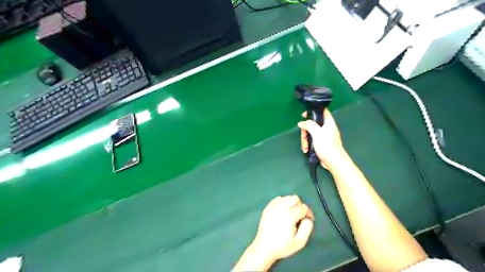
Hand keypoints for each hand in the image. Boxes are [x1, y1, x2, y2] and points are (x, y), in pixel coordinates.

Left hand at [234, 194, 314, 270]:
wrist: (264, 248)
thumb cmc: (282, 246)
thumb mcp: (300, 242)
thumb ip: (307, 227)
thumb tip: (308, 218)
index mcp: (289, 216)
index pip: (303, 207)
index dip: (309, 213)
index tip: (309, 220)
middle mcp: (280, 207)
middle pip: (295, 198)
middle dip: (300, 206)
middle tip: (300, 216)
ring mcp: (272, 206)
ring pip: (286, 197)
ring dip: (292, 203)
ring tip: (292, 214)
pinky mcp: (267, 207)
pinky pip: (278, 199)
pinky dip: (283, 202)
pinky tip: (283, 212)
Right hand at [296, 109, 344, 167]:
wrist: (334, 161)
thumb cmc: (327, 145)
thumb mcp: (316, 133)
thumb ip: (309, 125)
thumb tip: (301, 123)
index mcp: (328, 122)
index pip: (322, 111)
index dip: (313, 110)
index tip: (304, 115)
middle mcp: (327, 128)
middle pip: (313, 124)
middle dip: (306, 131)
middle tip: (303, 136)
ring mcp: (324, 136)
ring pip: (311, 133)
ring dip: (306, 140)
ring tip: (305, 147)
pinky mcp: (322, 144)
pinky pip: (312, 140)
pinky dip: (308, 144)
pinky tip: (307, 150)